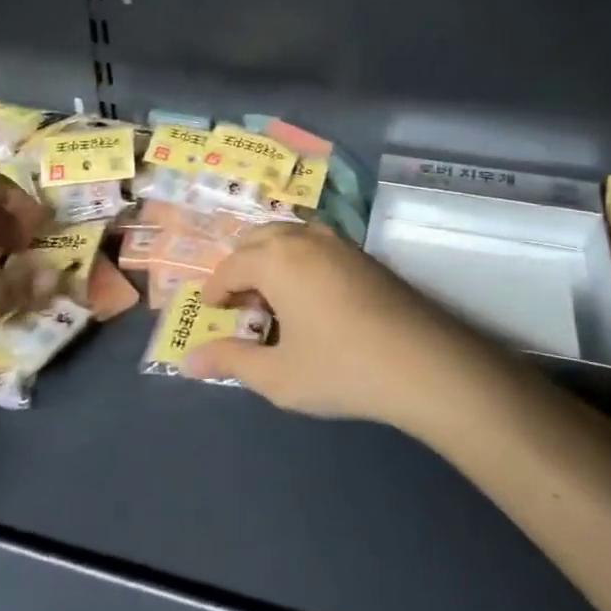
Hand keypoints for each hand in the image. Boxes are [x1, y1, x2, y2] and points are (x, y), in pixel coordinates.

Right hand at [184, 222, 479, 427]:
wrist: (421, 361)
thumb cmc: (340, 368)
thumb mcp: (277, 375)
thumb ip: (230, 362)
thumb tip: (189, 361)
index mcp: (276, 258)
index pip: (229, 265)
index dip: (215, 292)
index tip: (213, 317)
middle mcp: (303, 237)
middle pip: (256, 239)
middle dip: (240, 269)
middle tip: (241, 310)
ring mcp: (336, 240)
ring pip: (287, 236)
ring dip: (269, 261)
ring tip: (273, 305)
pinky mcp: (360, 253)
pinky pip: (313, 244)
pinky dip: (296, 260)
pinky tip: (308, 300)